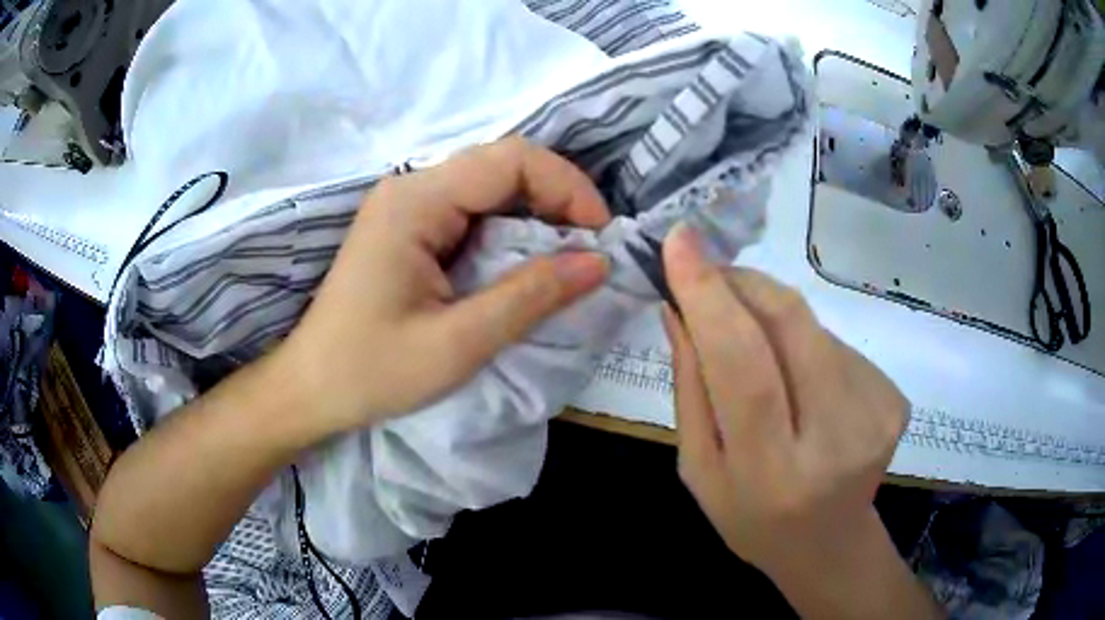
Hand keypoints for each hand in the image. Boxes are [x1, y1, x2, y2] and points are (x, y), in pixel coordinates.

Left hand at [279, 137, 610, 432]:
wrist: (311, 388)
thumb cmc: (372, 371)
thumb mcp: (458, 343)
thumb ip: (531, 296)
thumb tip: (598, 262)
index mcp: (416, 202)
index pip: (511, 159)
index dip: (567, 187)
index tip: (599, 237)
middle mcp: (411, 188)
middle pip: (503, 165)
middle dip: (557, 200)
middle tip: (588, 251)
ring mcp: (407, 205)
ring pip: (491, 187)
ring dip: (536, 216)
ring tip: (566, 260)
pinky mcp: (409, 228)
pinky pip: (473, 212)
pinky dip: (510, 232)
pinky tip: (524, 264)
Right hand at [661, 224, 936, 617]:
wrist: (827, 543)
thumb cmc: (750, 517)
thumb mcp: (699, 468)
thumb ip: (690, 389)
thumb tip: (678, 307)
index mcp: (773, 472)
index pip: (744, 367)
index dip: (711, 297)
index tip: (680, 242)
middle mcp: (836, 439)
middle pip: (791, 325)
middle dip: (744, 284)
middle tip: (712, 276)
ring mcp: (876, 414)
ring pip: (812, 327)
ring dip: (773, 320)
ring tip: (761, 357)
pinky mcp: (895, 398)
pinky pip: (836, 344)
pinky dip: (806, 345)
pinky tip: (803, 383)